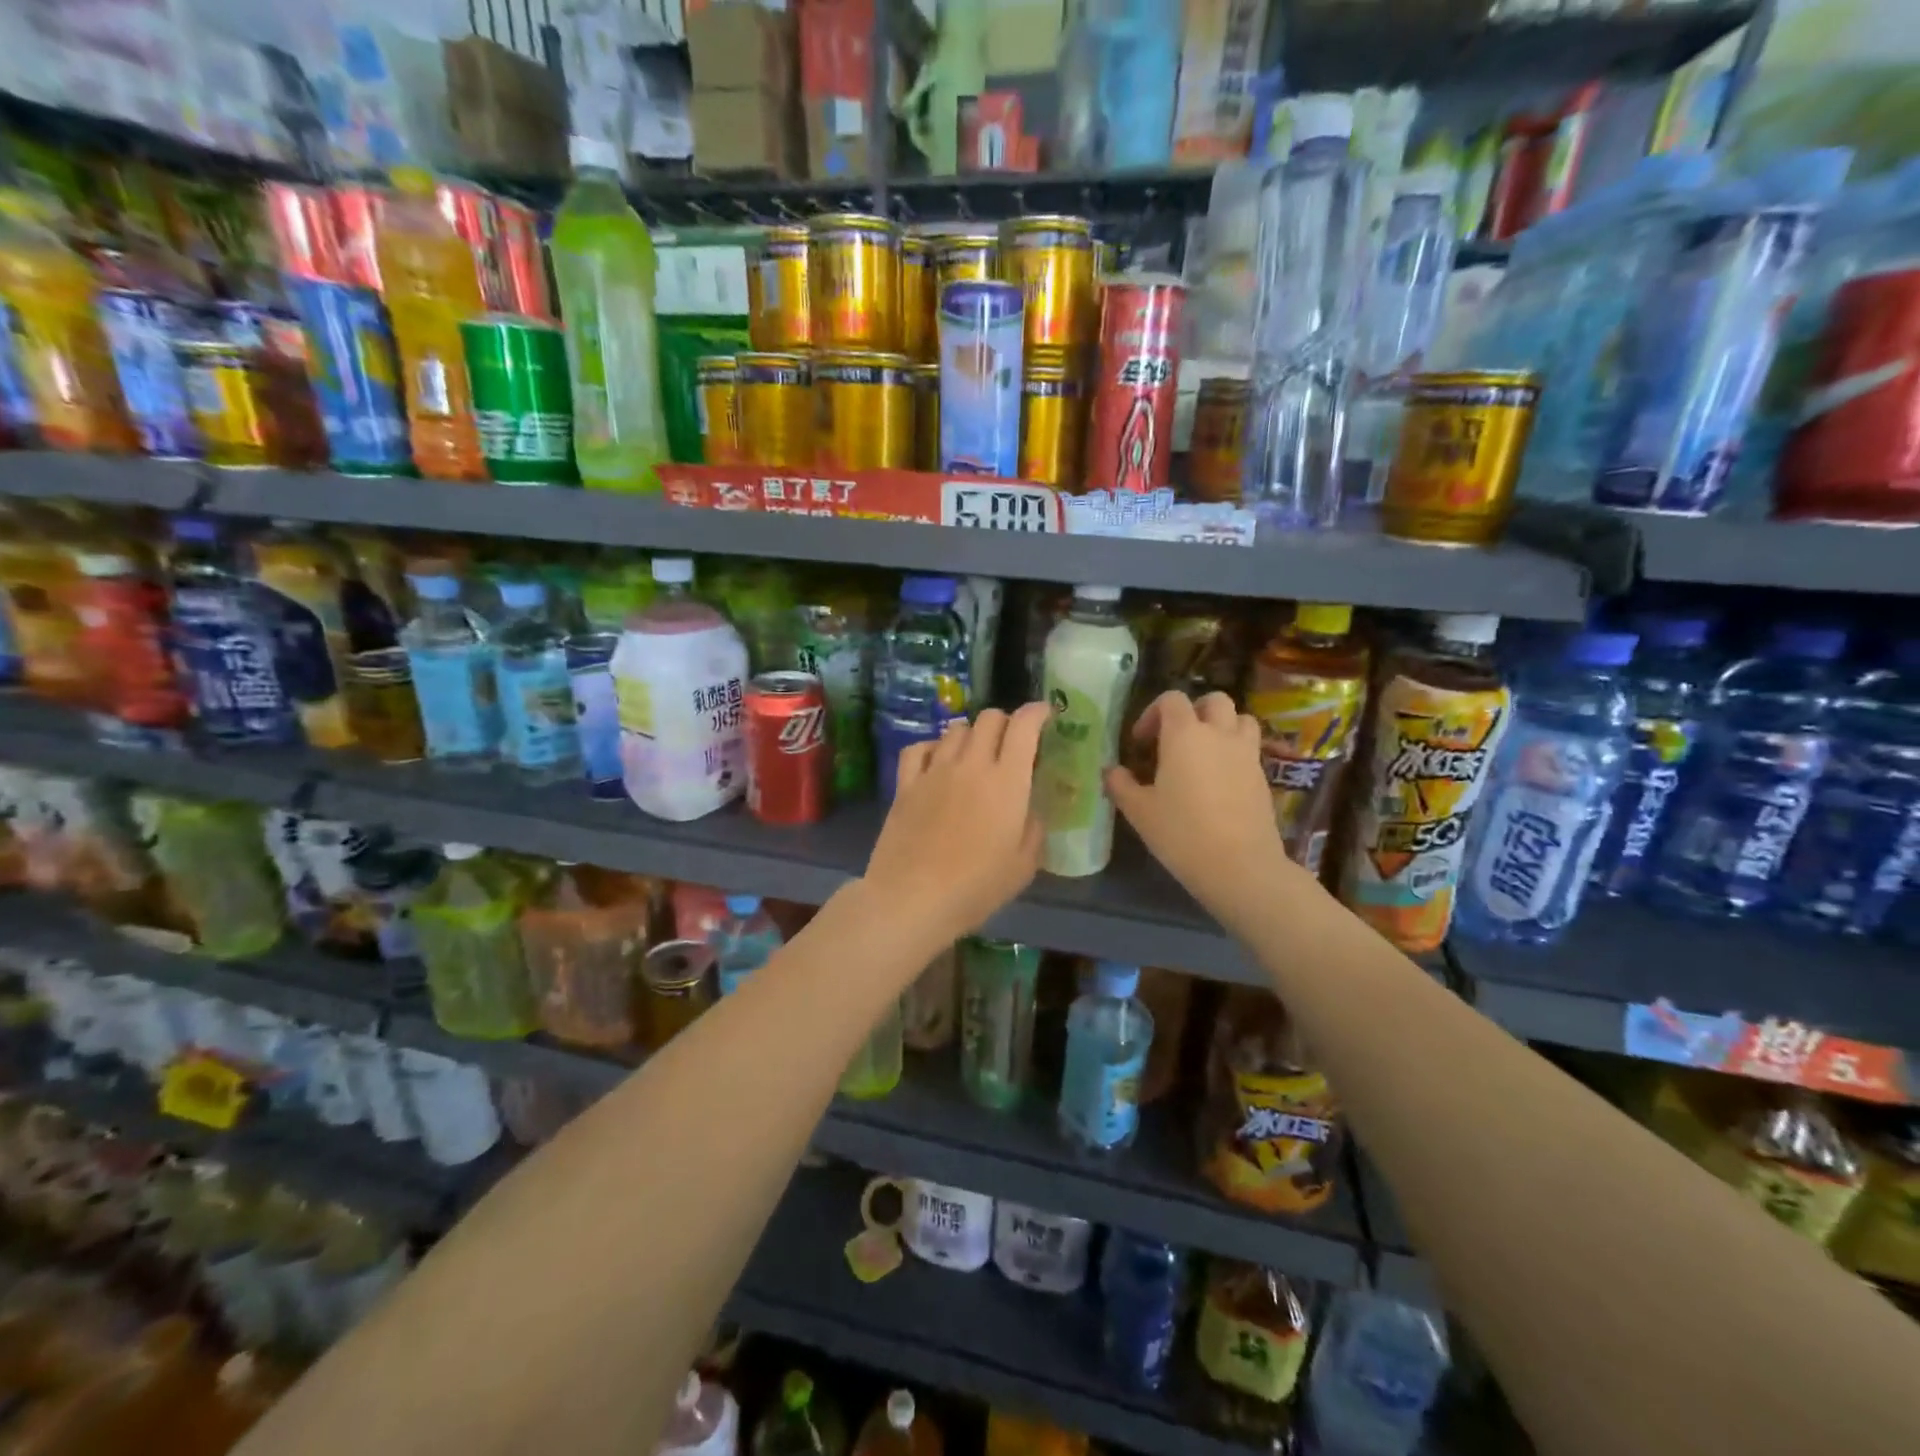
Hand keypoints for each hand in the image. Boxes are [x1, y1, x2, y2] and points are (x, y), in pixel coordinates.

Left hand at [861, 703, 1048, 945]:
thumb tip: (1029, 808)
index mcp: (1007, 781)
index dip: (1037, 712)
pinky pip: (919, 748)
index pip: (1023, 726)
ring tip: (975, 754)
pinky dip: (933, 747)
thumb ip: (1034, 828)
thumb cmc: (976, 887)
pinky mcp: (905, 783)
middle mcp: (971, 764)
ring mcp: (934, 771)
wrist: (912, 898)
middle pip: (989, 718)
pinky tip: (937, 762)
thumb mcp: (1024, 865)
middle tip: (1011, 743)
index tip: (1045, 715)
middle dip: (1005, 722)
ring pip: (955, 729)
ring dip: (971, 734)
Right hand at [1106, 691, 1290, 916]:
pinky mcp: (1262, 776)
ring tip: (1205, 752)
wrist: (1239, 866)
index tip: (1142, 742)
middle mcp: (1219, 734)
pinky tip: (1219, 781)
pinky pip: (1249, 749)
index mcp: (1185, 734)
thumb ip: (1121, 784)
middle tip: (1176, 738)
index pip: (1171, 699)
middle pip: (1214, 700)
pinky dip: (1234, 752)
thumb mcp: (1139, 811)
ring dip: (1222, 726)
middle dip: (1194, 711)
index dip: (1153, 713)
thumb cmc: (1181, 833)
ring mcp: (1246, 754)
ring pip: (1240, 719)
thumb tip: (1111, 771)